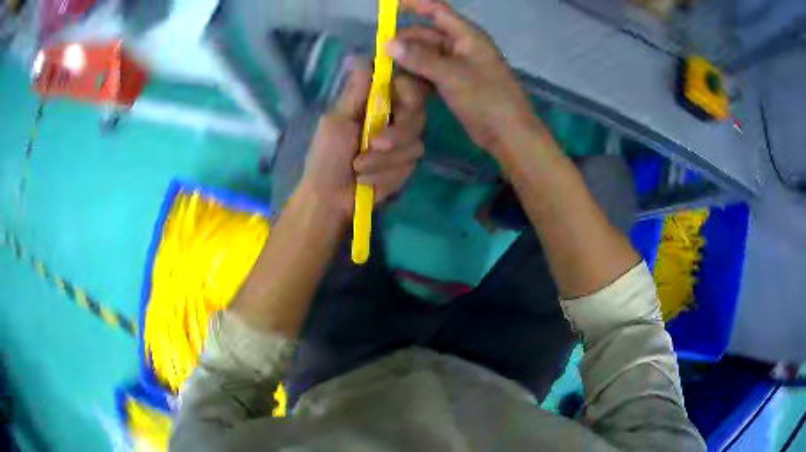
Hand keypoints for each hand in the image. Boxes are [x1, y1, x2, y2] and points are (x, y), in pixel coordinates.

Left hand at [301, 59, 427, 218]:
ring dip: (384, 160)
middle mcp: (394, 119)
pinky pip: (408, 164)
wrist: (330, 198)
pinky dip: (385, 174)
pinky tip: (367, 181)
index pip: (405, 85)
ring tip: (358, 168)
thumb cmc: (326, 157)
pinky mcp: (406, 165)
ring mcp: (402, 143)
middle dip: (396, 133)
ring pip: (415, 142)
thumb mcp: (337, 121)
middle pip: (417, 114)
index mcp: (376, 103)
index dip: (409, 89)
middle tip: (374, 144)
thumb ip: (355, 92)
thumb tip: (361, 57)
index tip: (400, 96)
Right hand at [389, 0, 537, 155]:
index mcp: (467, 36)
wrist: (509, 135)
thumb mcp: (453, 75)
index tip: (389, 6)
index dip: (415, 4)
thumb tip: (388, 43)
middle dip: (404, 41)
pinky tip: (401, 86)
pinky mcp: (454, 85)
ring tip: (385, 71)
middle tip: (379, 54)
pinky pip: (429, 74)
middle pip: (426, 36)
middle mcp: (461, 47)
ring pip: (425, 56)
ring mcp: (457, 67)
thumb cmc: (487, 99)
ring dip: (408, 62)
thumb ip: (420, 58)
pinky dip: (416, 78)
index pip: (437, 11)